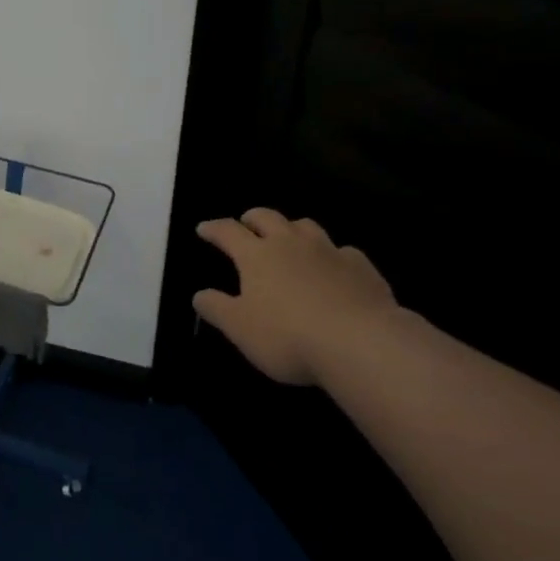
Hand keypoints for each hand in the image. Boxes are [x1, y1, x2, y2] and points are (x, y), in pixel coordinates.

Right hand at [193, 208, 397, 385]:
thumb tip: (198, 295)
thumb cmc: (289, 336)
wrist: (361, 343)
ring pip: (306, 226)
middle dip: (253, 218)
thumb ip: (217, 309)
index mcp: (257, 255)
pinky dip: (333, 255)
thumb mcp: (240, 329)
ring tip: (289, 239)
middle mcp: (290, 244)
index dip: (214, 228)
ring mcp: (328, 251)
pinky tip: (335, 268)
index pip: (228, 232)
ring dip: (292, 228)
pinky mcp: (361, 267)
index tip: (203, 228)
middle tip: (246, 224)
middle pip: (267, 217)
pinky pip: (343, 251)